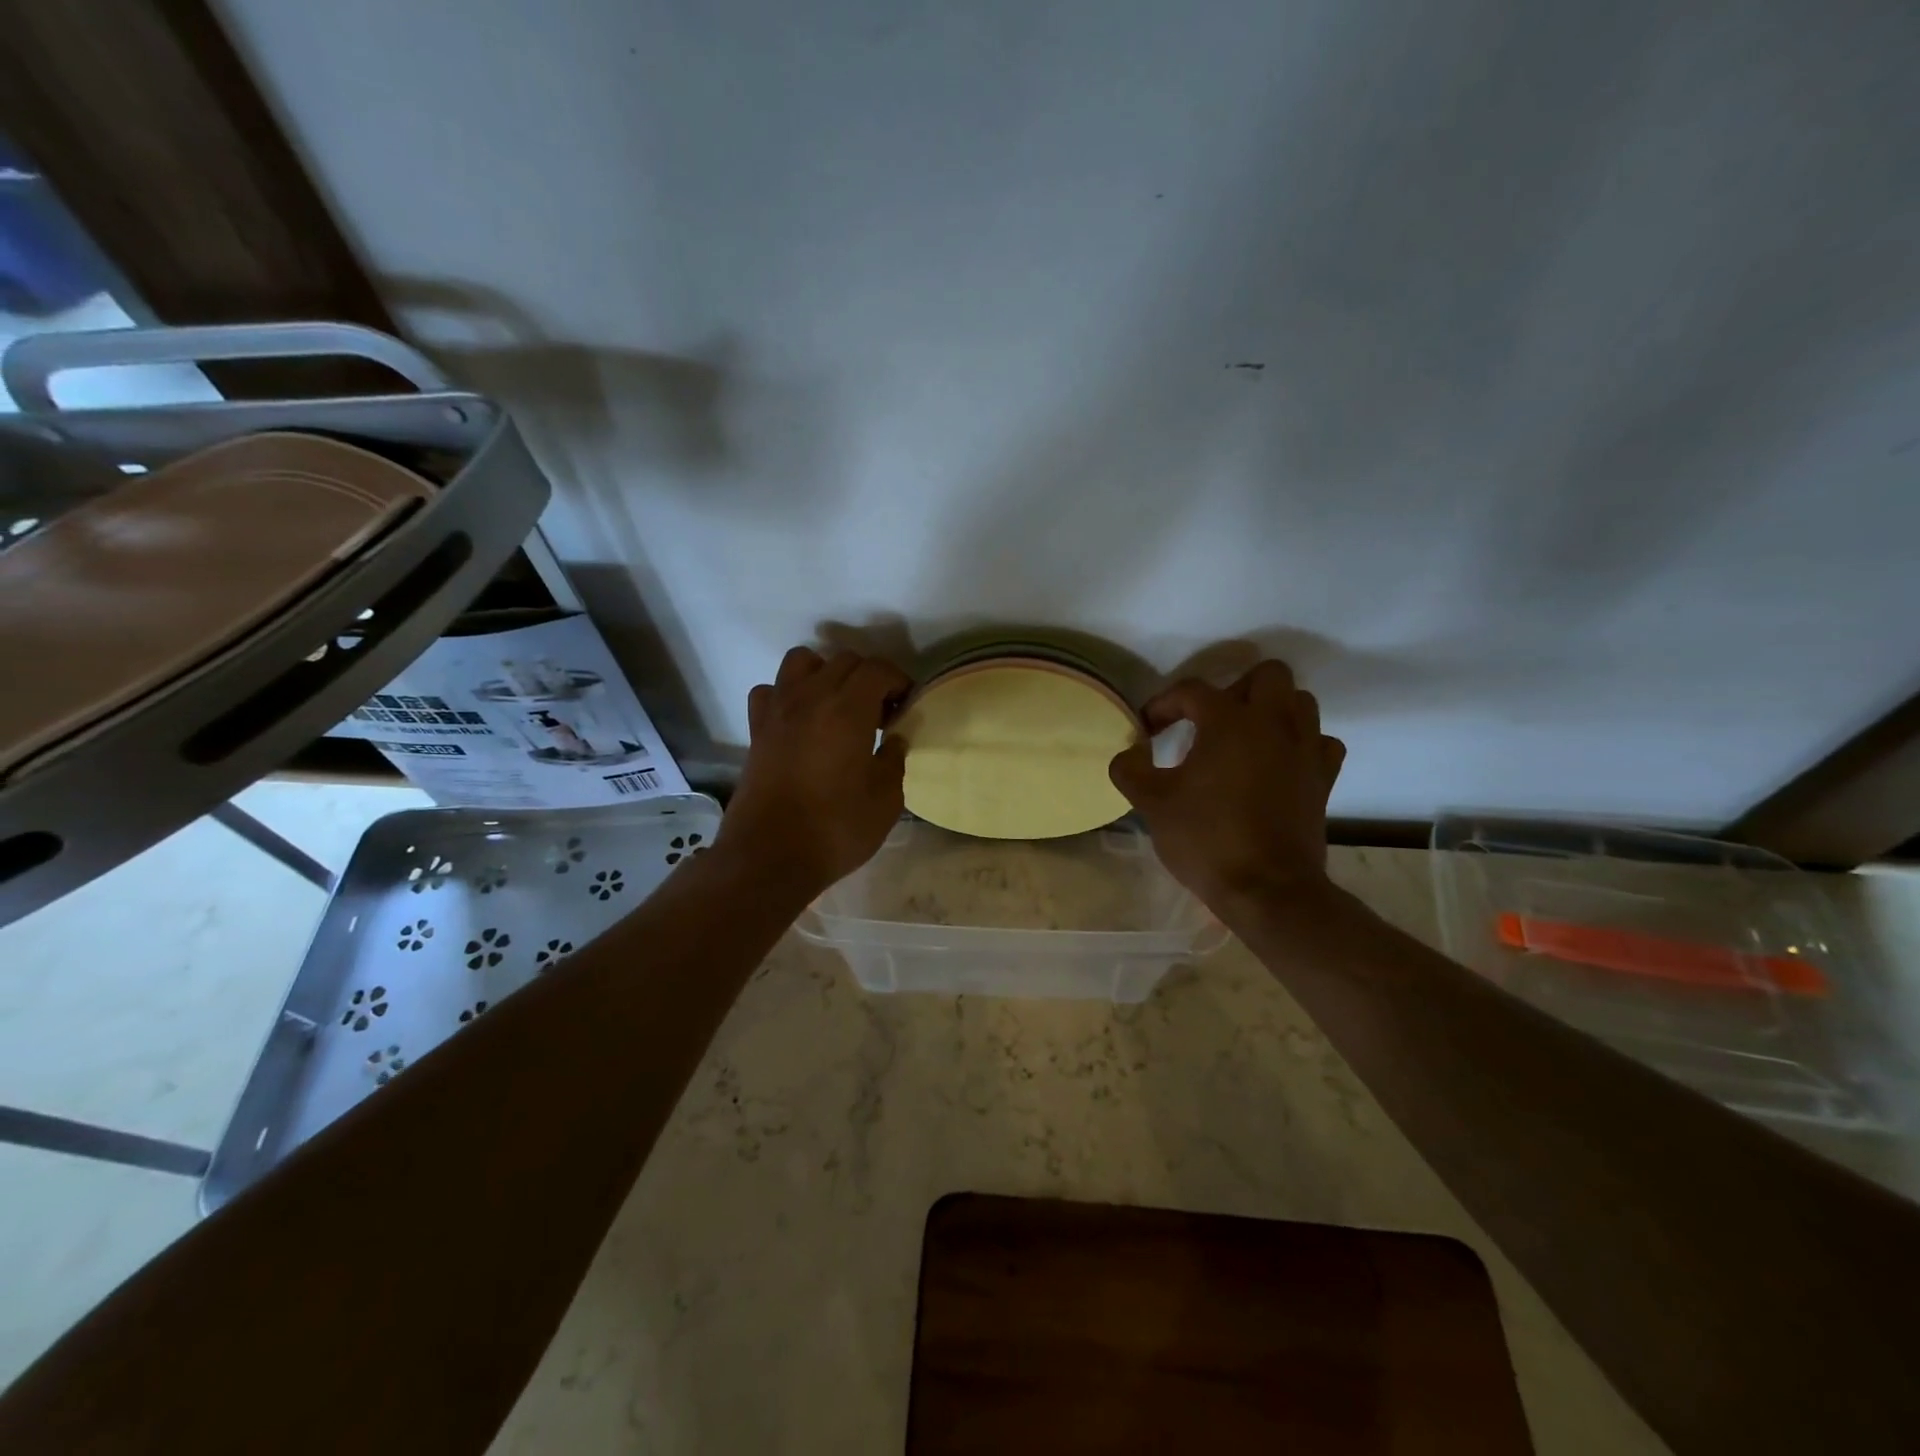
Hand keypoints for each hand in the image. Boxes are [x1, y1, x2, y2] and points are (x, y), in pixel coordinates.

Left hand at [718, 647, 912, 892]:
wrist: (770, 856)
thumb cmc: (836, 828)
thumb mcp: (886, 800)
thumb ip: (894, 760)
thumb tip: (893, 739)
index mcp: (849, 710)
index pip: (878, 669)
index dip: (899, 681)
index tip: (907, 706)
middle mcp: (811, 697)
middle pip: (844, 661)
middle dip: (868, 678)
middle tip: (880, 713)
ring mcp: (779, 710)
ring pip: (802, 661)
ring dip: (826, 673)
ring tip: (838, 706)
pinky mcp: (756, 730)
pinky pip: (771, 691)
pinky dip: (787, 694)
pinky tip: (800, 720)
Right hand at [1108, 661, 1345, 911]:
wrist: (1267, 889)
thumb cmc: (1206, 839)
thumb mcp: (1152, 804)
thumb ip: (1130, 769)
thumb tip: (1129, 753)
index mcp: (1229, 721)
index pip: (1192, 690)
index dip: (1164, 704)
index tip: (1148, 729)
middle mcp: (1273, 722)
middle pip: (1266, 675)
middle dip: (1234, 689)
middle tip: (1208, 721)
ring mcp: (1305, 748)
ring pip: (1299, 701)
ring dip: (1271, 710)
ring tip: (1243, 738)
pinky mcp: (1324, 777)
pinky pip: (1319, 741)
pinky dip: (1300, 743)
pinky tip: (1277, 763)